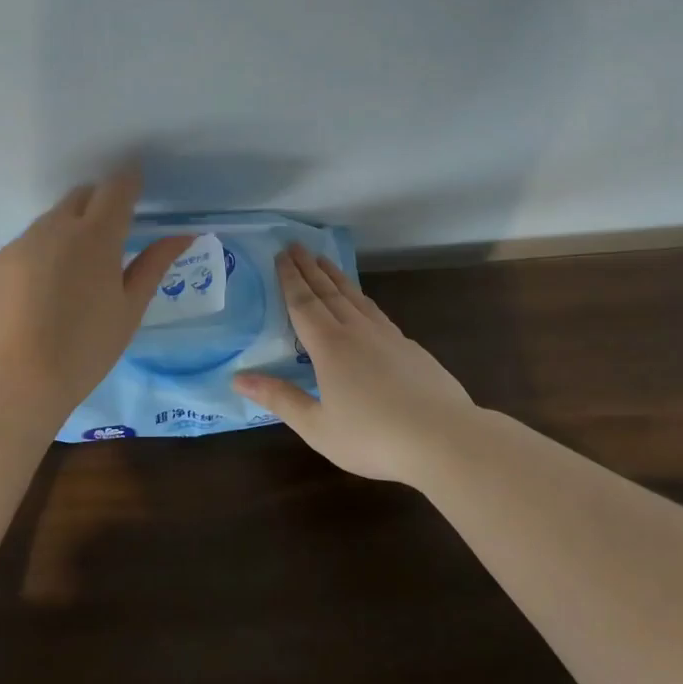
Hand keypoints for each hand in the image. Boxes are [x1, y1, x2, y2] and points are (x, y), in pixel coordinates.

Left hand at [0, 167, 192, 429]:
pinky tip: (38, 299)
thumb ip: (154, 265)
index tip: (136, 186)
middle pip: (80, 197)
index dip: (129, 182)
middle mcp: (53, 229)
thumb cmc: (85, 349)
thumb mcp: (129, 310)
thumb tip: (183, 235)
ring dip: (66, 233)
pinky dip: (37, 259)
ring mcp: (17, 245)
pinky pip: (22, 249)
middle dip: (97, 204)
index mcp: (95, 237)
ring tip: (71, 277)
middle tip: (109, 237)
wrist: (13, 382)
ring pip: (48, 223)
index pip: (116, 189)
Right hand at [234, 244, 474, 483]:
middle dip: (309, 268)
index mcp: (329, 347)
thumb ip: (280, 399)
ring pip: (355, 297)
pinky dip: (361, 299)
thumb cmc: (373, 436)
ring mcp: (388, 336)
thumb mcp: (317, 426)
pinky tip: (363, 304)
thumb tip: (238, 377)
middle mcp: (356, 331)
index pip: (303, 304)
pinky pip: (376, 312)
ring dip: (336, 277)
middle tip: (296, 245)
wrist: (444, 438)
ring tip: (324, 261)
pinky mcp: (410, 348)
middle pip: (328, 292)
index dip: (290, 279)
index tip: (281, 255)